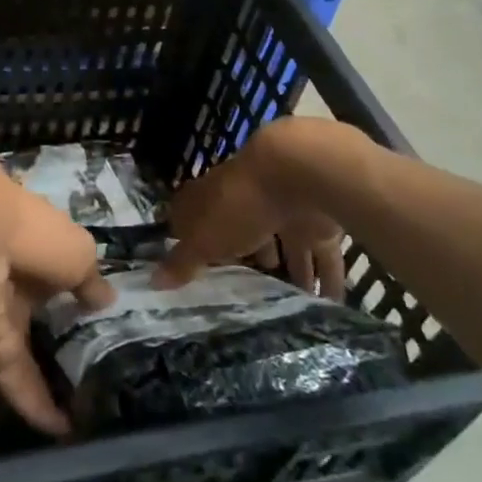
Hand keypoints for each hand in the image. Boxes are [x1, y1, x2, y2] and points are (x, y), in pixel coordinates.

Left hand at [0, 163, 114, 436]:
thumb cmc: (31, 231)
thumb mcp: (76, 249)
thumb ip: (90, 275)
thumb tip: (106, 297)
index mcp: (22, 225)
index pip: (45, 247)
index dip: (65, 268)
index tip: (87, 295)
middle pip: (28, 292)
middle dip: (49, 317)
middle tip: (84, 350)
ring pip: (17, 335)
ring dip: (43, 366)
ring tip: (78, 398)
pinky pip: (7, 367)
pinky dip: (31, 395)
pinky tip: (58, 426)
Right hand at [156, 121, 349, 299]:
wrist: (298, 171)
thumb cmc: (240, 204)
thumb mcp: (204, 238)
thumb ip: (183, 260)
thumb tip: (153, 280)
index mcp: (215, 196)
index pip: (198, 214)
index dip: (195, 238)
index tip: (194, 266)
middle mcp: (248, 199)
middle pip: (245, 231)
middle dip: (249, 260)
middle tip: (247, 295)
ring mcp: (285, 208)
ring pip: (287, 246)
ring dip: (291, 275)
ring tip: (290, 310)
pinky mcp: (318, 221)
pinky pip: (322, 256)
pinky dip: (326, 280)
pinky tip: (329, 306)